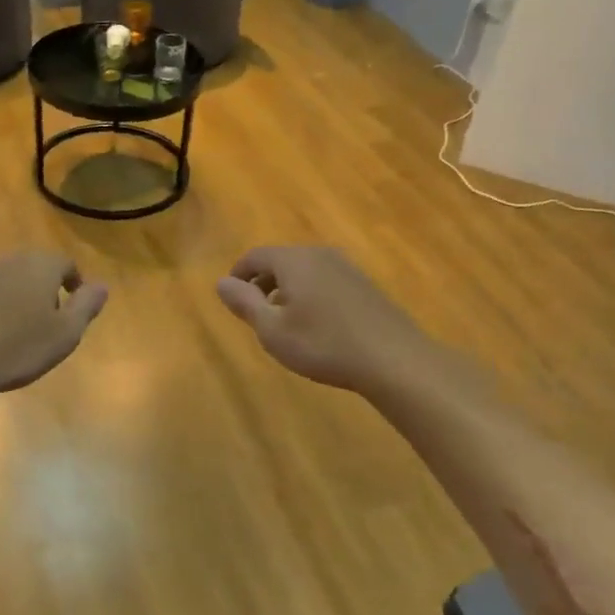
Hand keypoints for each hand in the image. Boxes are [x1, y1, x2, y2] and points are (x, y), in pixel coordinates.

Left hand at [0, 252, 107, 404]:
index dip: (74, 284)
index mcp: (40, 266)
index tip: (74, 307)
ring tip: (17, 329)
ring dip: (15, 296)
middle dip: (44, 288)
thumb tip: (102, 285)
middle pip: (34, 268)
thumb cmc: (18, 349)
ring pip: (5, 279)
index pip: (65, 264)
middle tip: (48, 319)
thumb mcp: (66, 333)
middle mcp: (8, 261)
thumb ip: (87, 305)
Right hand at [216, 246, 437, 395]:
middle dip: (262, 282)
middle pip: (281, 260)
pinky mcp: (365, 285)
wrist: (393, 359)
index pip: (255, 256)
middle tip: (254, 311)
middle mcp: (320, 255)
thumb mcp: (272, 329)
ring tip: (283, 321)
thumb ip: (244, 303)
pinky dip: (310, 294)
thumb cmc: (323, 344)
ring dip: (287, 289)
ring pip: (305, 271)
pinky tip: (316, 325)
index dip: (238, 274)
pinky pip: (326, 281)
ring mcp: (347, 268)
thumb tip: (221, 282)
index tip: (231, 297)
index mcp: (294, 260)